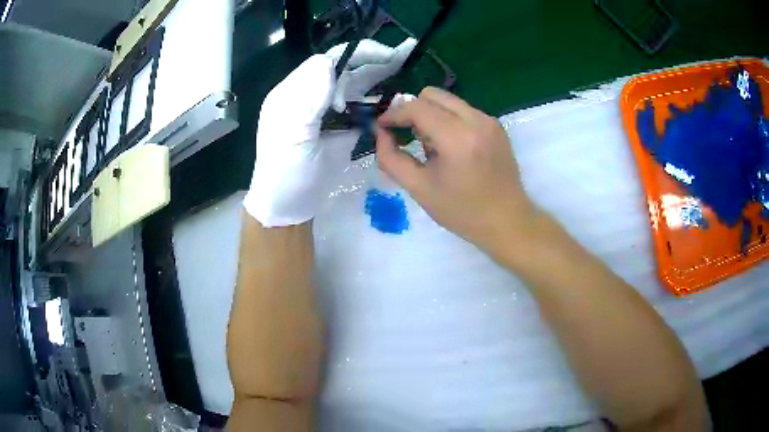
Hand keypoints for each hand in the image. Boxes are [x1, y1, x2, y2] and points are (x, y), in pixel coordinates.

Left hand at [244, 38, 415, 226]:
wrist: (287, 208)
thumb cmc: (286, 173)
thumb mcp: (292, 134)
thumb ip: (308, 96)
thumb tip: (329, 63)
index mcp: (293, 93)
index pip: (326, 62)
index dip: (356, 55)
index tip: (386, 57)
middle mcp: (309, 98)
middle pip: (342, 71)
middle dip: (372, 62)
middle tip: (404, 55)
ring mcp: (323, 114)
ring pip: (352, 89)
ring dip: (376, 80)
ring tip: (402, 71)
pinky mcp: (334, 130)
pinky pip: (357, 110)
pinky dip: (374, 105)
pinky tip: (392, 102)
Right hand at [376, 87, 539, 249]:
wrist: (507, 221)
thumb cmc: (462, 211)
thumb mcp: (419, 189)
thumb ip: (391, 158)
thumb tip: (380, 133)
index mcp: (457, 138)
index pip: (417, 107)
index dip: (394, 114)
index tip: (382, 127)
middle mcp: (476, 120)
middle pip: (432, 95)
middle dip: (413, 110)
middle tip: (407, 136)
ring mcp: (489, 121)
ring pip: (448, 100)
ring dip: (431, 115)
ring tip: (432, 147)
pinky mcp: (496, 125)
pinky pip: (463, 110)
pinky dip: (448, 120)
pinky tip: (451, 148)